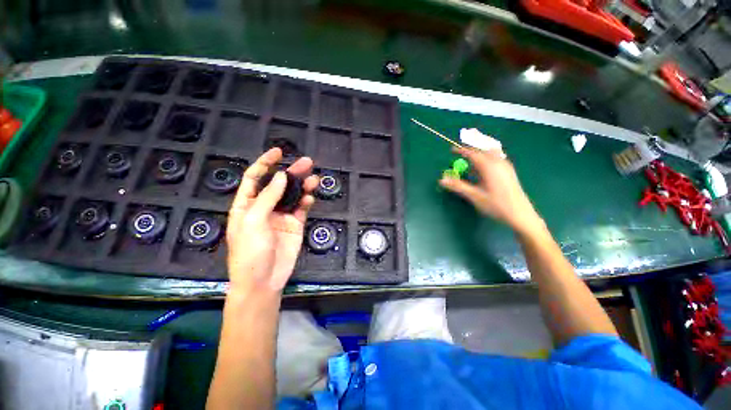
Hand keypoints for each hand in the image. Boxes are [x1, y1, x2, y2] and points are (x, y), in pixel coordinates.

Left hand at [226, 148, 317, 293]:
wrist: (264, 280)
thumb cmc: (250, 251)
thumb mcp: (253, 221)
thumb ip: (268, 198)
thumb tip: (281, 176)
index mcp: (247, 205)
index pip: (255, 178)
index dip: (265, 163)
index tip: (278, 152)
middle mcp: (265, 207)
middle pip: (278, 184)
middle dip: (291, 172)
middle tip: (307, 162)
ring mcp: (281, 216)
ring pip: (293, 195)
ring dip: (303, 186)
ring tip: (314, 178)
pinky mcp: (295, 224)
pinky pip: (302, 209)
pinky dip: (306, 202)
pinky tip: (310, 198)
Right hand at [439, 147, 541, 233]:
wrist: (520, 214)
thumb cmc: (496, 205)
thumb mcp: (474, 196)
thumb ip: (458, 186)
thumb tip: (442, 180)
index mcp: (489, 166)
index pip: (473, 153)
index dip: (461, 151)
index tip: (451, 150)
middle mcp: (498, 162)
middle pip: (482, 151)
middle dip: (470, 152)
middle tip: (459, 156)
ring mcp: (506, 166)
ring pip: (490, 154)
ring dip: (479, 156)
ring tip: (470, 165)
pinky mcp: (509, 172)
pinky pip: (496, 159)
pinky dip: (486, 160)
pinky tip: (483, 172)